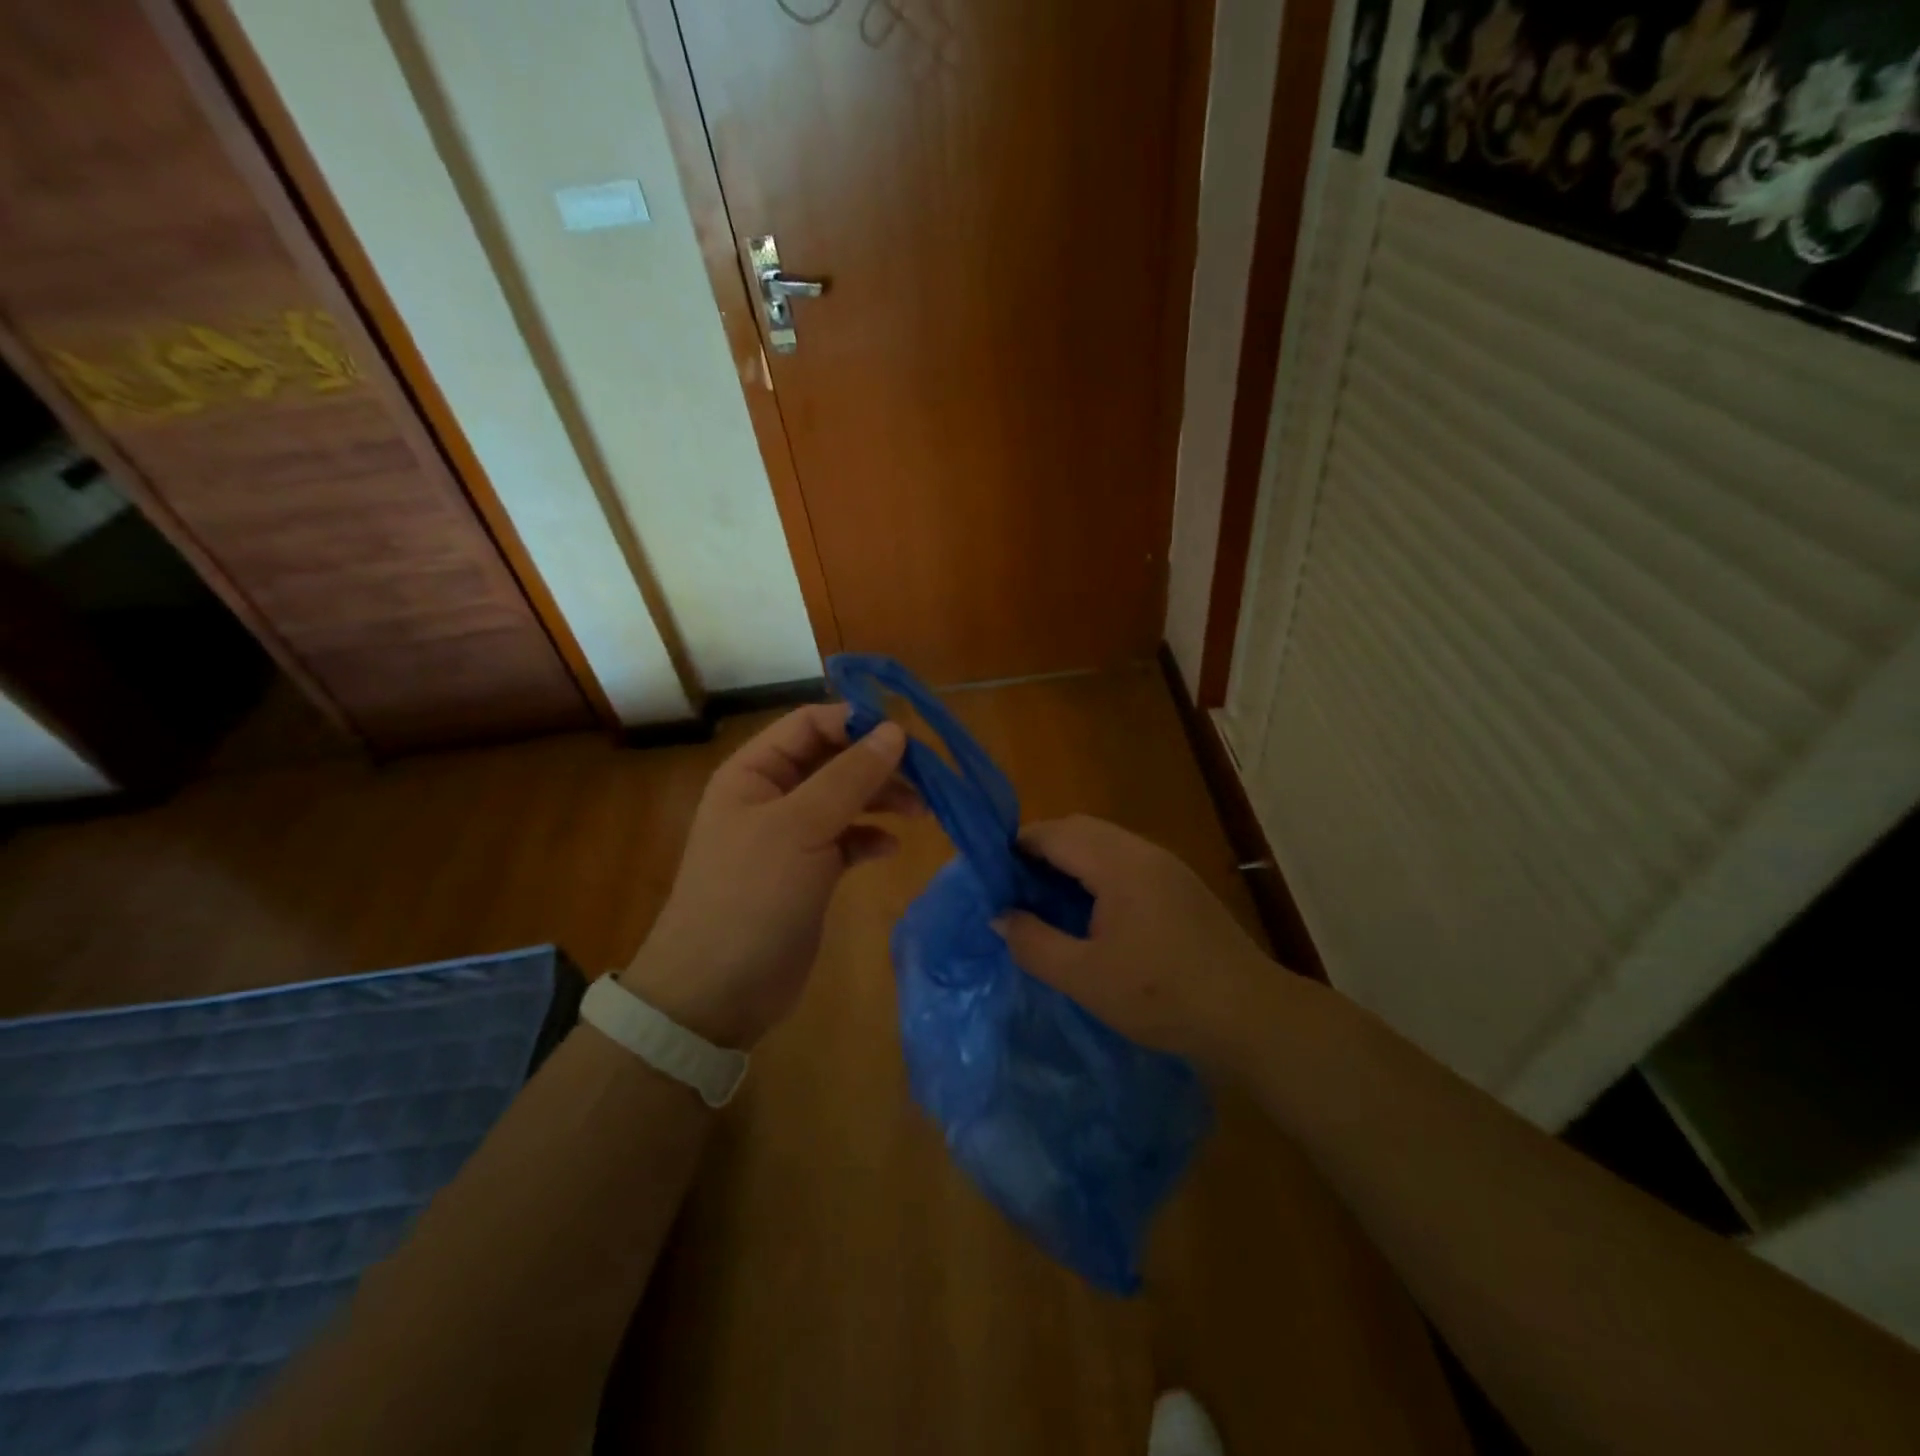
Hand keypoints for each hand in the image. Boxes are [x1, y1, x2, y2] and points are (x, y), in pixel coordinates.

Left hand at [621, 705, 915, 1048]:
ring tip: (922, 811)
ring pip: (845, 799)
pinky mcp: (808, 873)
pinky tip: (890, 848)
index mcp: (754, 772)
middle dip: (878, 764)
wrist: (717, 992)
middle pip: (833, 760)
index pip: (811, 724)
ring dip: (882, 799)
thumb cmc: (751, 896)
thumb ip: (850, 776)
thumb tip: (894, 730)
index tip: (906, 736)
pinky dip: (870, 837)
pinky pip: (846, 840)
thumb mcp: (801, 828)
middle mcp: (771, 796)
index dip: (856, 722)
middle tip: (927, 777)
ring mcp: (790, 836)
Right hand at [994, 815, 1280, 1066]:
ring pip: (1104, 842)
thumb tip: (999, 916)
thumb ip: (1034, 943)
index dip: (1016, 847)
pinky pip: (1125, 860)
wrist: (1249, 1015)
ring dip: (1070, 860)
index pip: (1053, 833)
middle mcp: (1142, 851)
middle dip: (1041, 850)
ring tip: (1048, 901)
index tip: (992, 876)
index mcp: (1117, 863)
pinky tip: (1092, 912)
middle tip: (1016, 889)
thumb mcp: (1084, 978)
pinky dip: (1096, 871)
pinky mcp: (1181, 884)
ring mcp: (1166, 865)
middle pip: (1078, 828)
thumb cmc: (1161, 995)